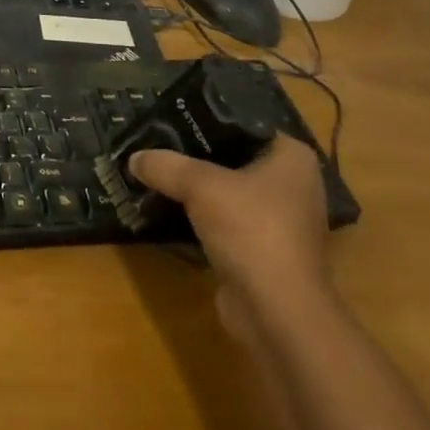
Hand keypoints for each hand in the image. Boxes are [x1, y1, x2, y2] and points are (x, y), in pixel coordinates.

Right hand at [129, 139, 328, 303]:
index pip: (246, 124)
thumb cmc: (251, 230)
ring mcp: (283, 222)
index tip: (172, 117)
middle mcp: (294, 185)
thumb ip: (166, 166)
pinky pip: (229, 223)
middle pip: (235, 158)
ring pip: (230, 193)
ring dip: (199, 191)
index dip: (208, 119)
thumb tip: (134, 158)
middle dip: (197, 156)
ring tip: (158, 174)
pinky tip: (171, 211)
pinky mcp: (267, 252)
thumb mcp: (200, 186)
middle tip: (158, 144)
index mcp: (292, 158)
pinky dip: (204, 219)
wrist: (278, 313)